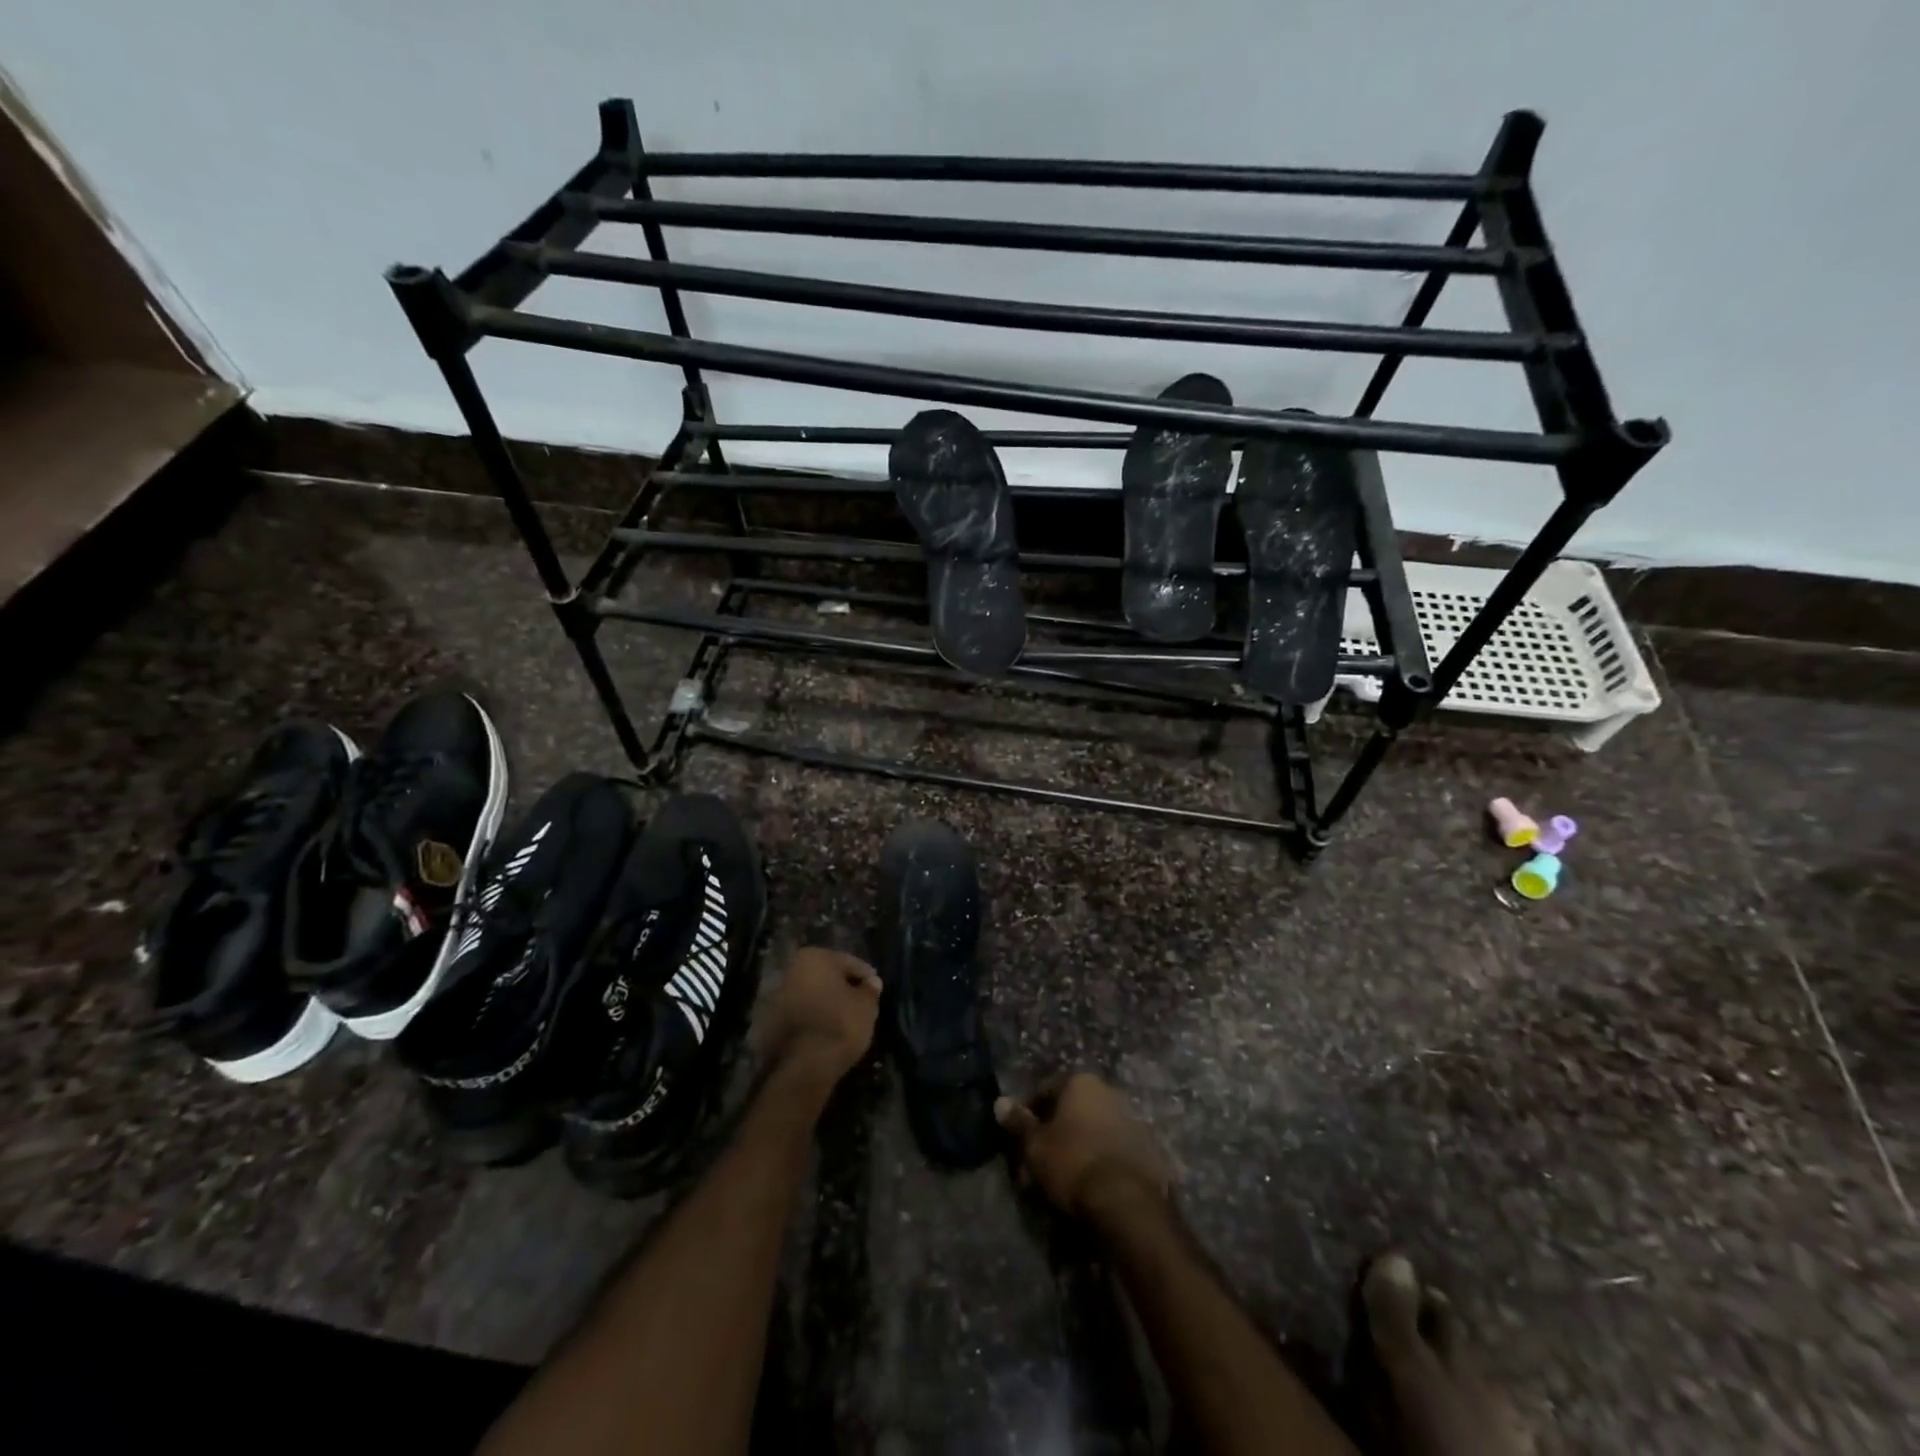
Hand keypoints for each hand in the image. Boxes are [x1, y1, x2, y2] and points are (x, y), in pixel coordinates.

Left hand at [754, 947, 882, 1088]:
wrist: (804, 1067)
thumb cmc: (840, 1025)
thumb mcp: (866, 1005)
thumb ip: (870, 990)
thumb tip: (871, 983)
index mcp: (813, 957)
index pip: (849, 962)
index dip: (866, 977)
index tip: (876, 991)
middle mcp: (791, 970)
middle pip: (827, 977)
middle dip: (843, 988)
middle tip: (862, 1004)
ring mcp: (777, 997)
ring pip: (812, 996)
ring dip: (827, 1004)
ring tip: (846, 1021)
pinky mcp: (772, 1023)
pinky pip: (802, 1015)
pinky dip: (815, 1019)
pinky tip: (828, 1032)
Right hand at [994, 1073, 1172, 1218]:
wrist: (1127, 1201)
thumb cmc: (1073, 1162)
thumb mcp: (1036, 1145)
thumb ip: (1018, 1122)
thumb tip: (1000, 1102)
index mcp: (1081, 1082)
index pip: (1046, 1092)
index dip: (1030, 1117)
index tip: (1021, 1142)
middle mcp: (1109, 1092)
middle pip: (1073, 1110)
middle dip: (1056, 1133)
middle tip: (1041, 1164)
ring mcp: (1133, 1119)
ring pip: (1095, 1130)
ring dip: (1080, 1146)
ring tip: (1066, 1180)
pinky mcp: (1149, 1149)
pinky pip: (1116, 1150)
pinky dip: (1102, 1161)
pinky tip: (1093, 1186)